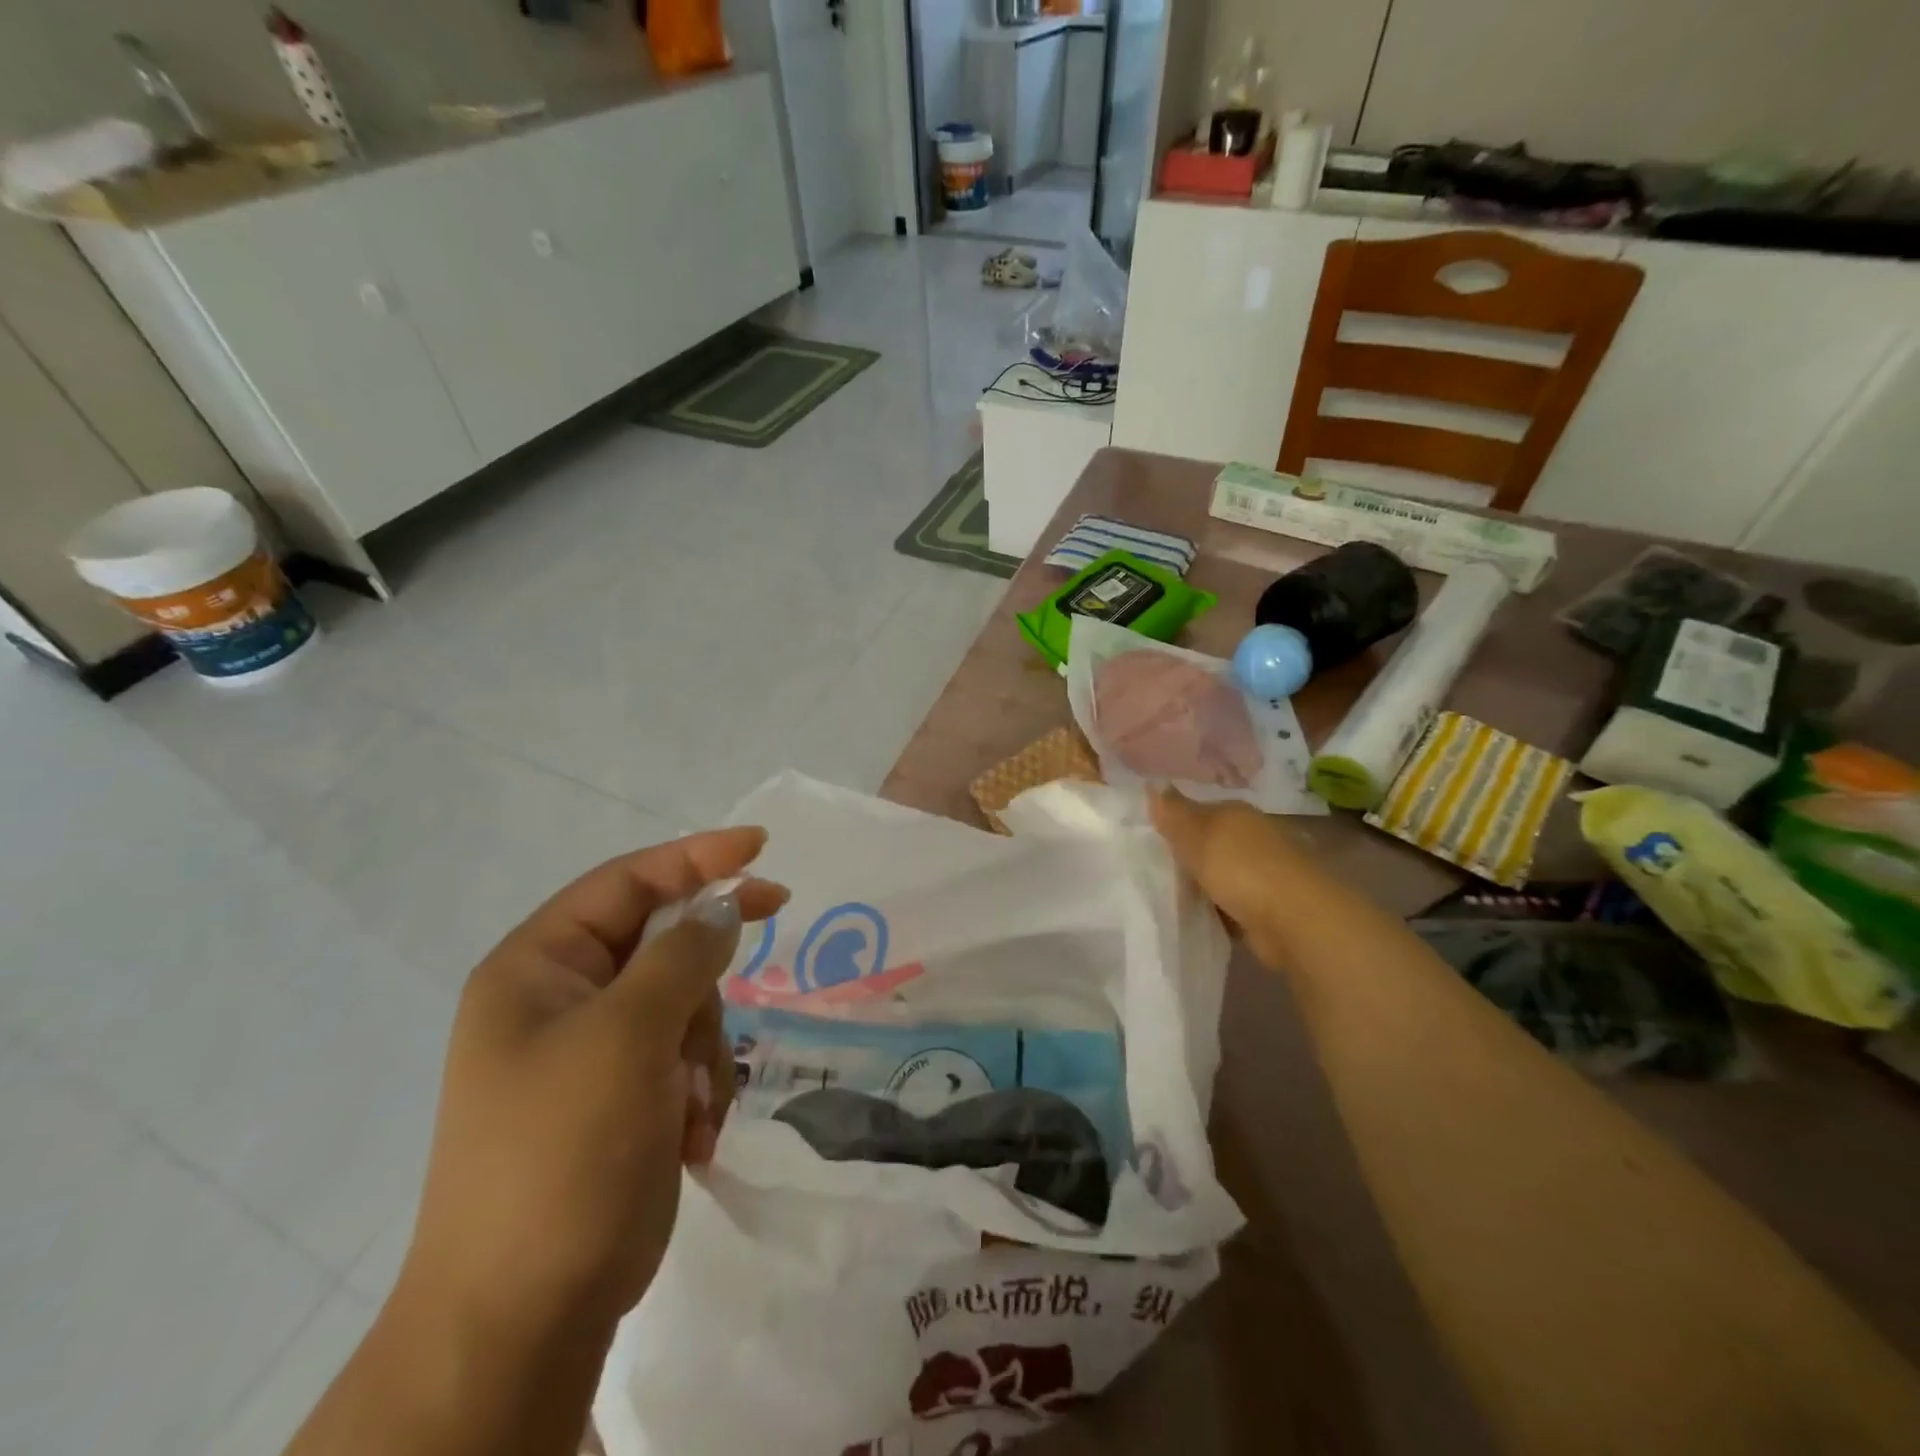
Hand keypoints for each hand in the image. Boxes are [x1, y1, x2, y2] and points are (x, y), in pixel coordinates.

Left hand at [400, 828, 787, 1341]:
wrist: (525, 1317)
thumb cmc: (564, 1153)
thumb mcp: (627, 1037)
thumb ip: (683, 956)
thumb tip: (724, 906)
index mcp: (538, 968)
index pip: (626, 882)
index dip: (695, 857)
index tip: (760, 847)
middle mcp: (562, 1000)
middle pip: (663, 943)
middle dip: (705, 975)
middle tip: (762, 949)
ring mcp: (594, 1051)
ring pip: (685, 1003)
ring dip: (705, 1044)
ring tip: (695, 1101)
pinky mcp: (624, 1096)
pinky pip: (685, 1055)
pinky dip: (700, 1085)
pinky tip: (692, 1132)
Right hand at [1151, 789, 1313, 966]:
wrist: (1294, 920)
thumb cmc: (1240, 868)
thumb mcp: (1196, 834)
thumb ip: (1173, 812)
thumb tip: (1152, 783)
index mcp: (1237, 814)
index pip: (1199, 810)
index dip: (1175, 822)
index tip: (1149, 838)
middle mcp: (1254, 838)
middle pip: (1211, 842)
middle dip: (1188, 854)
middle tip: (1153, 869)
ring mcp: (1264, 873)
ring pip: (1221, 874)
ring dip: (1202, 884)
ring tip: (1169, 896)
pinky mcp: (1267, 907)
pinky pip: (1231, 904)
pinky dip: (1217, 910)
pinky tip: (1196, 917)